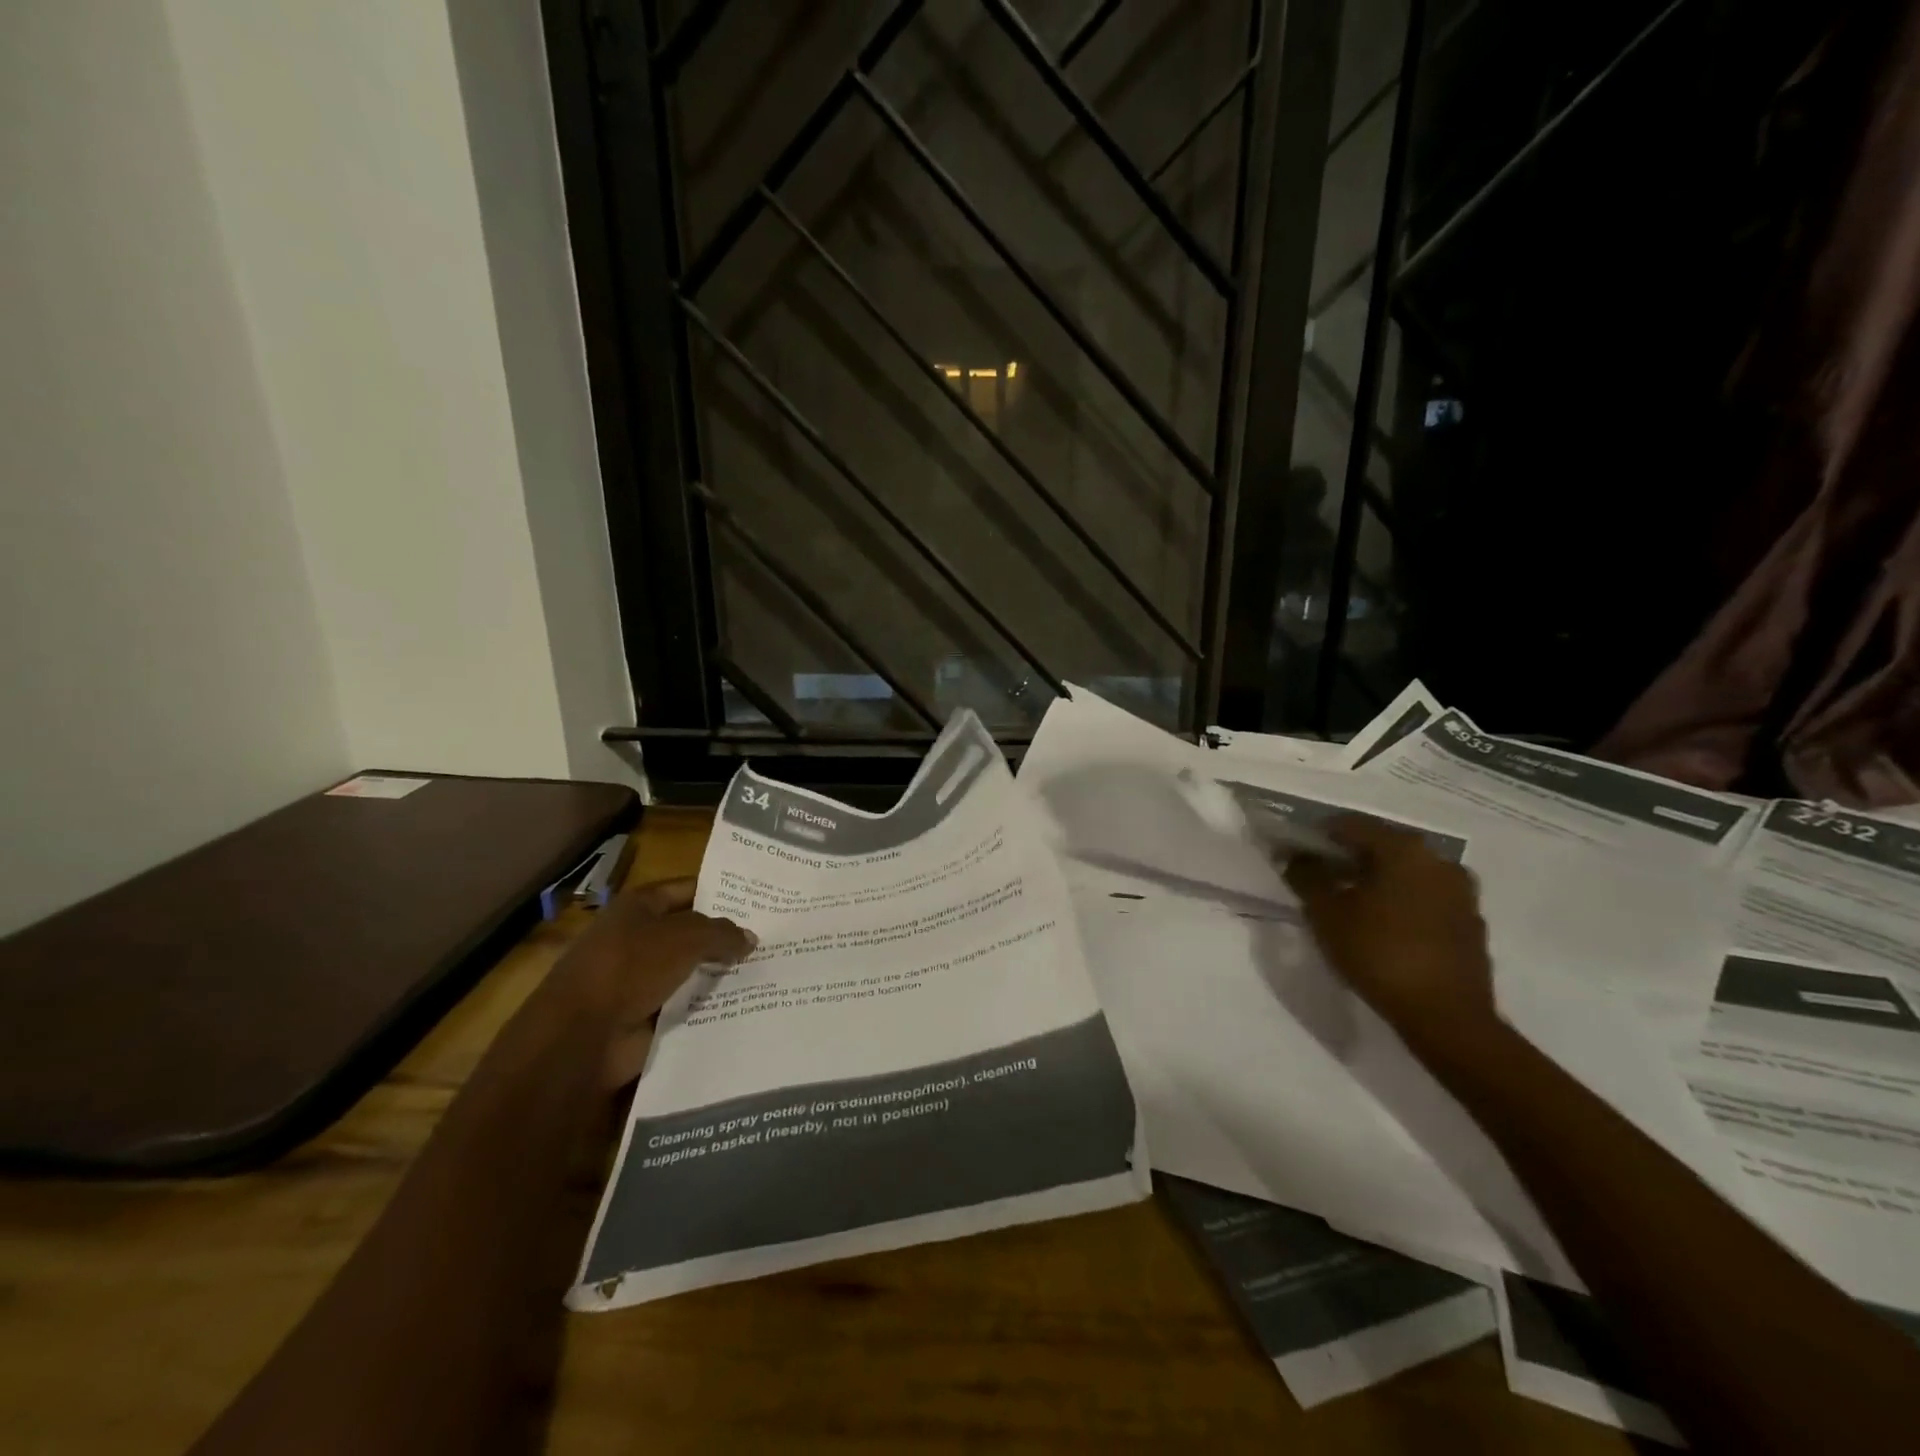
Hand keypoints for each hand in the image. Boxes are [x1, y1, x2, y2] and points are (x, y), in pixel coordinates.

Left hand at [565, 878, 755, 1088]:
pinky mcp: (645, 1014)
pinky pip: (685, 1003)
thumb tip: (750, 938)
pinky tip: (744, 1002)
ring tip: (767, 971)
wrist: (581, 1036)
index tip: (759, 901)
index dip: (721, 893)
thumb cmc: (630, 967)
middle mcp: (638, 937)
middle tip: (771, 938)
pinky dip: (708, 1004)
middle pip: (692, 932)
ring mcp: (640, 978)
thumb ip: (722, 934)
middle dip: (725, 936)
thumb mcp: (685, 938)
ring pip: (691, 969)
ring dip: (720, 973)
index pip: (688, 890)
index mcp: (639, 906)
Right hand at [1282, 818, 1497, 1059]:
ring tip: (1350, 903)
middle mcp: (1439, 860)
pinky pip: (1426, 899)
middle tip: (1320, 877)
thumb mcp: (1326, 914)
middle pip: (1382, 846)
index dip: (1317, 834)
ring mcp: (1461, 893)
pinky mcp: (1471, 923)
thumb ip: (1306, 876)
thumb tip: (1295, 856)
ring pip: (1407, 873)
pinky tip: (1383, 926)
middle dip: (1348, 857)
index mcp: (1404, 849)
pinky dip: (1401, 902)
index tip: (1296, 850)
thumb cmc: (1379, 954)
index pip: (1351, 824)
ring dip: (1377, 880)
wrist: (1447, 1018)